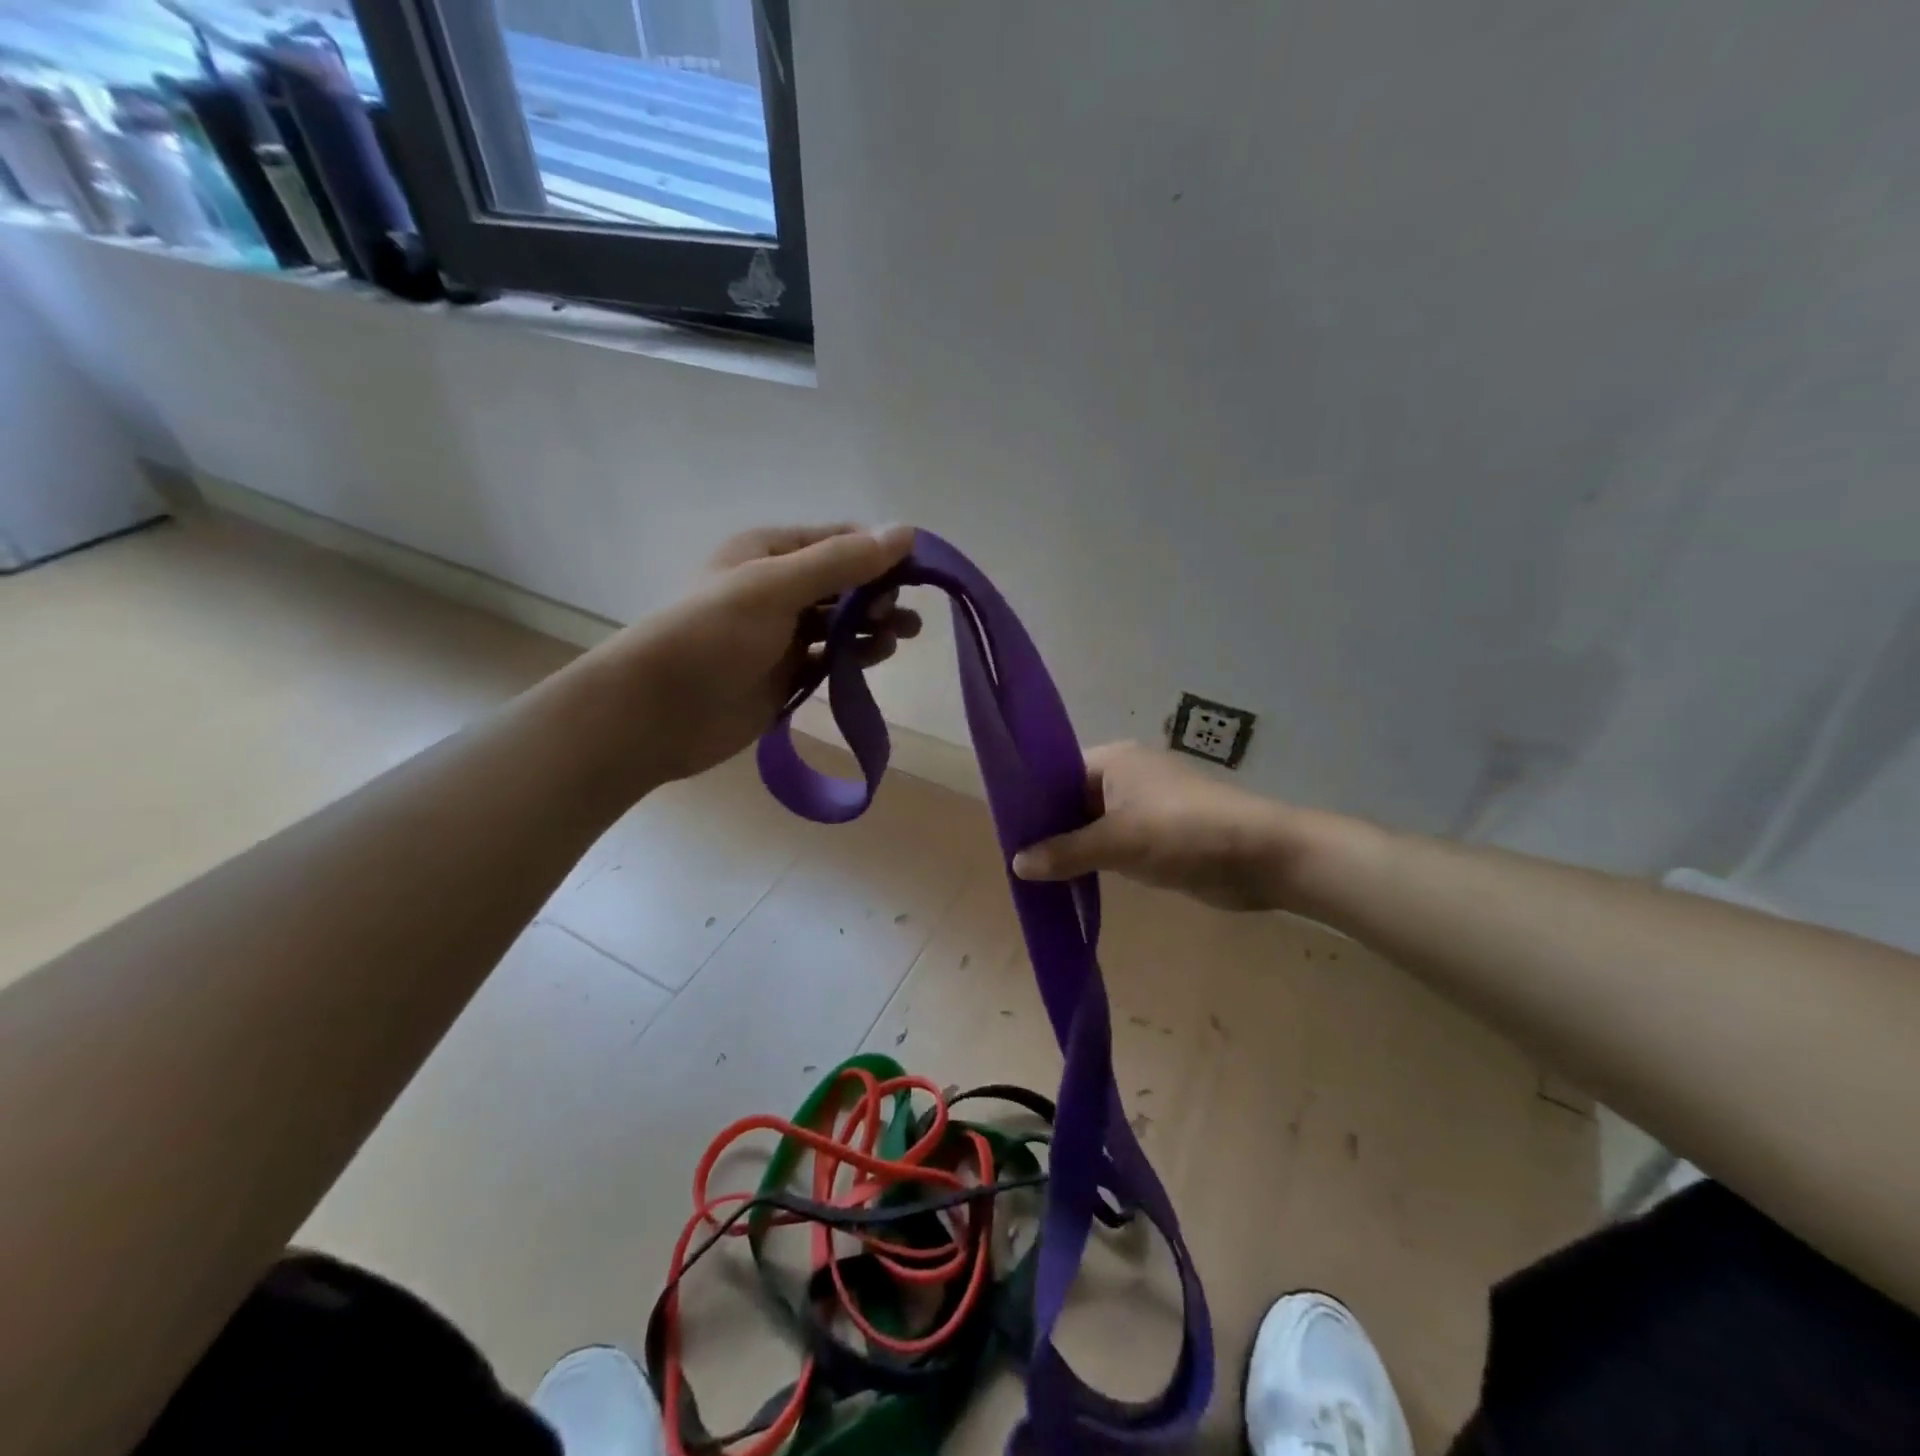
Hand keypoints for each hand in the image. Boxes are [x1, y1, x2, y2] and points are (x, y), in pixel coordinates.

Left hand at [615, 524, 919, 783]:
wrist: (659, 712)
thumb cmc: (713, 634)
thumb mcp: (777, 587)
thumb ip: (842, 562)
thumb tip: (907, 533)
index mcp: (769, 552)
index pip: (838, 541)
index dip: (878, 552)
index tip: (916, 573)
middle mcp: (777, 588)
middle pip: (843, 583)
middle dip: (878, 593)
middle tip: (901, 616)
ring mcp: (781, 634)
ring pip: (840, 623)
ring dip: (871, 627)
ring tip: (898, 638)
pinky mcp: (785, 674)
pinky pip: (829, 658)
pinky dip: (853, 657)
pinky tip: (873, 660)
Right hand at [1011, 742, 1331, 911]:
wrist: (1262, 856)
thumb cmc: (1184, 833)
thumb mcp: (1119, 842)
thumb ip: (1066, 852)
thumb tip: (1016, 863)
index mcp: (1114, 760)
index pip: (1058, 771)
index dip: (1032, 799)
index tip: (1007, 830)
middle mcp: (1127, 776)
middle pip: (1074, 799)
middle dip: (1050, 827)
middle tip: (1016, 857)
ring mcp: (1146, 806)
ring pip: (1094, 824)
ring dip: (1073, 846)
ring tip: (1036, 873)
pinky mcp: (1161, 835)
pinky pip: (1116, 843)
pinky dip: (1097, 858)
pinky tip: (1074, 880)